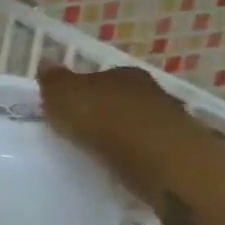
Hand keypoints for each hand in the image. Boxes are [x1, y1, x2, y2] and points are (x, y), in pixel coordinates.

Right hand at [38, 65, 180, 153]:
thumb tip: (46, 63)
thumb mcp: (61, 93)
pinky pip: (148, 146)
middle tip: (82, 127)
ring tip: (100, 148)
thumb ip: (53, 79)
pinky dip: (135, 152)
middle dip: (104, 110)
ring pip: (138, 122)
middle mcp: (151, 90)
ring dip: (122, 132)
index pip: (101, 76)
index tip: (69, 104)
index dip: (84, 89)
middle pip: (122, 98)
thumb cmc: (101, 116)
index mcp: (123, 73)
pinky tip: (120, 161)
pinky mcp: (178, 148)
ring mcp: (169, 119)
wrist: (152, 153)